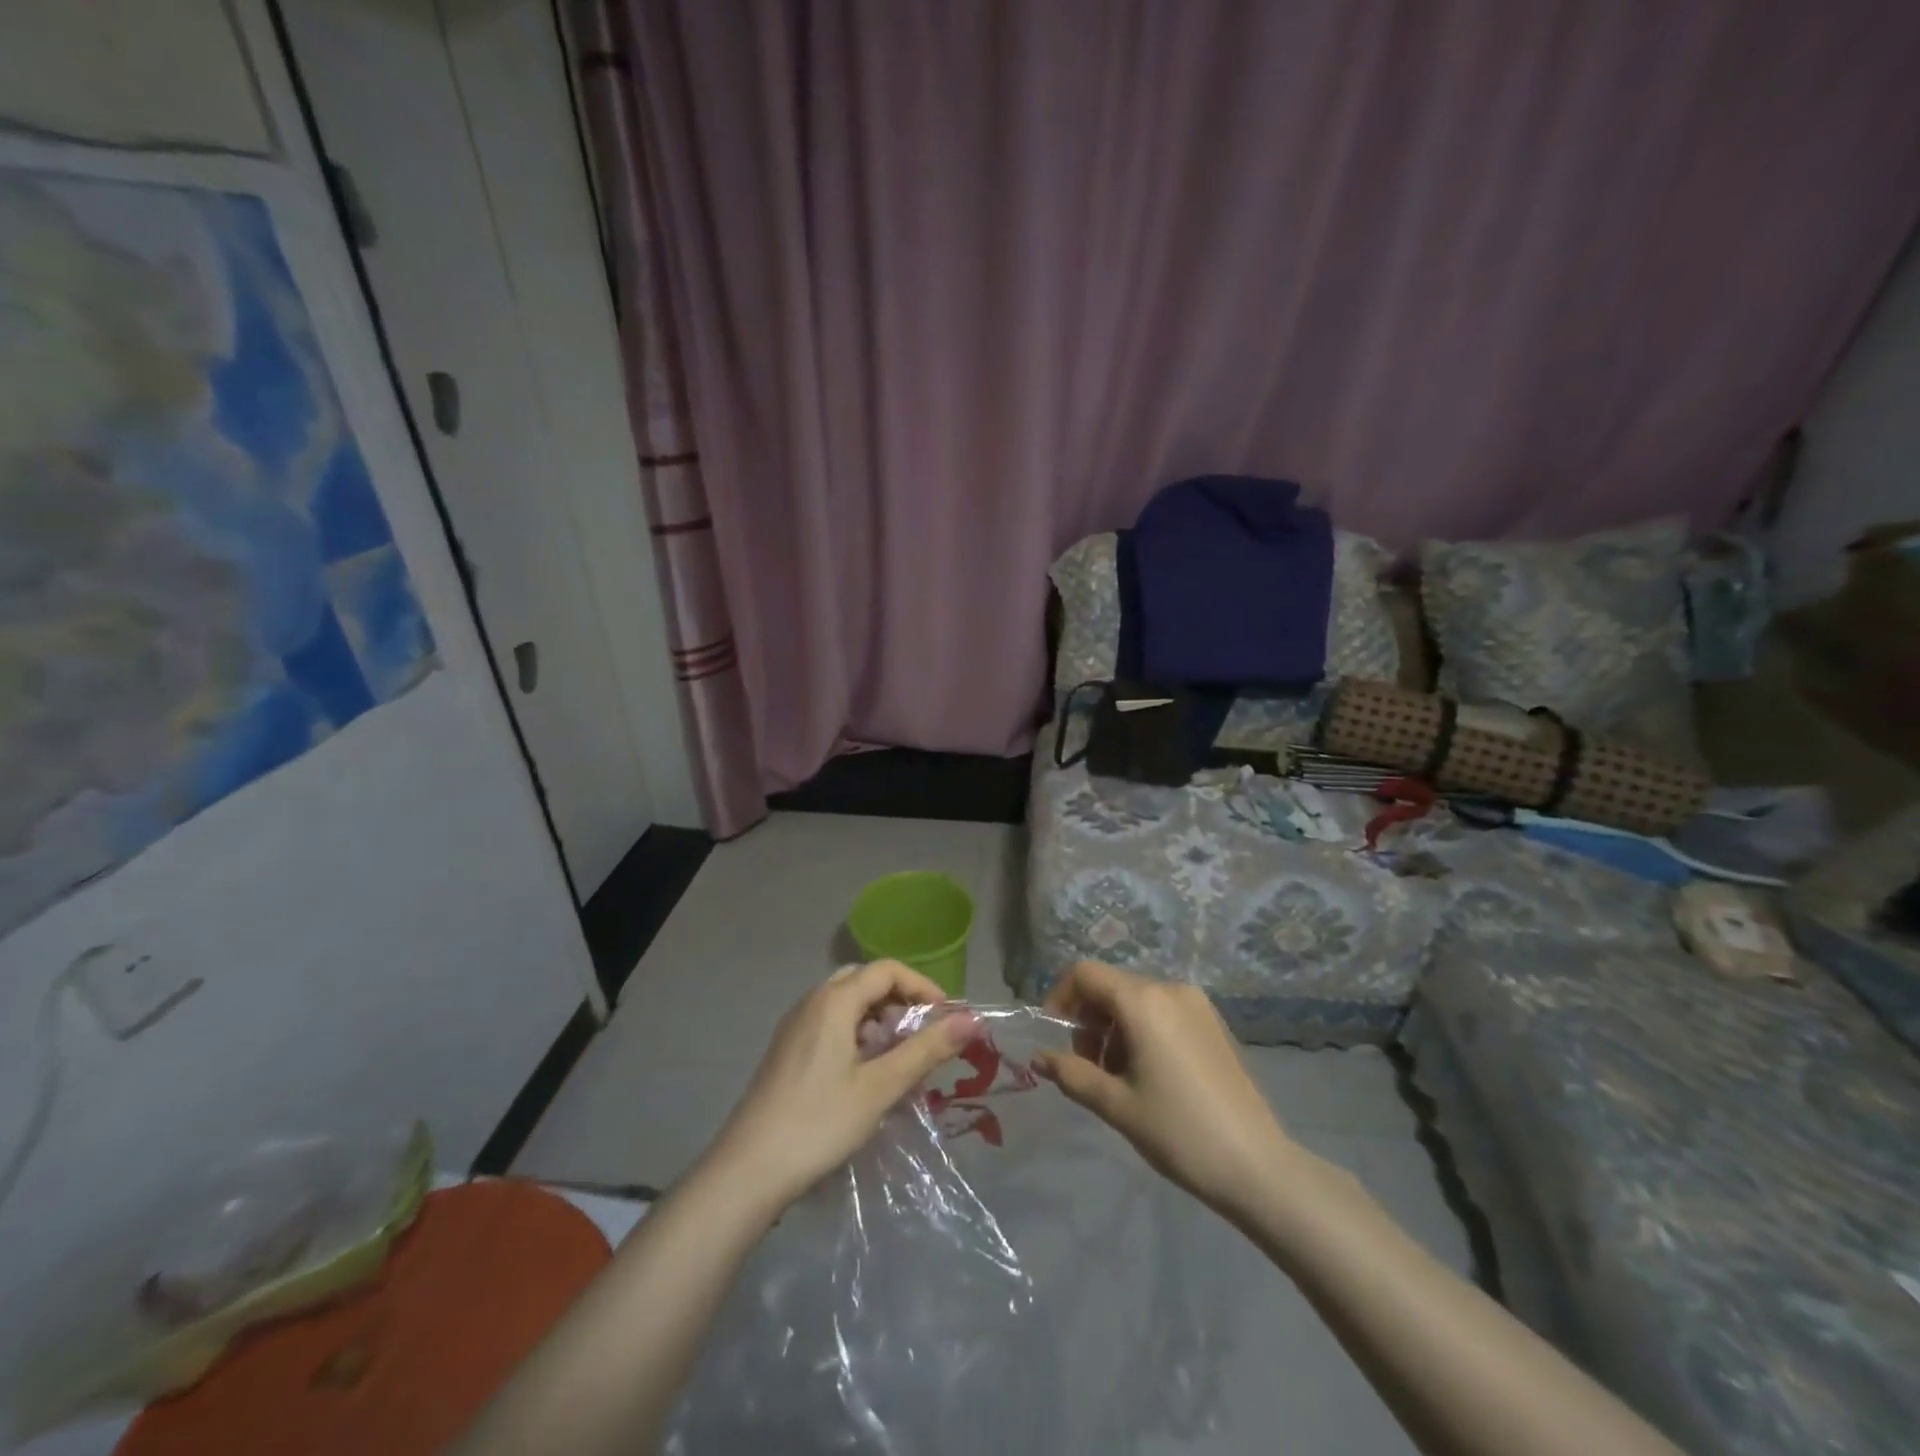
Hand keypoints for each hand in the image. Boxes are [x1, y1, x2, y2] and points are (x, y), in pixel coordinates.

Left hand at [706, 960, 977, 1211]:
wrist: (748, 1170)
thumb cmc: (820, 1122)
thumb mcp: (881, 1087)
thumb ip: (927, 1049)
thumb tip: (972, 1020)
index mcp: (834, 1001)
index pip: (887, 970)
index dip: (921, 986)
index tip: (945, 1017)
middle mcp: (811, 1002)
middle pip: (864, 981)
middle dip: (899, 1000)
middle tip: (921, 1034)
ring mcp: (794, 1026)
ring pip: (845, 1003)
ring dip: (877, 1018)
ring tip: (897, 1057)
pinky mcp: (786, 1051)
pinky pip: (829, 1023)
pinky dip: (855, 1033)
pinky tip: (864, 1073)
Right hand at [1038, 960, 1293, 1216]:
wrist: (1257, 1166)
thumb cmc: (1179, 1132)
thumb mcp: (1116, 1105)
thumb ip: (1072, 1074)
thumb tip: (1040, 1058)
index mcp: (1143, 1002)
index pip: (1085, 974)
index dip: (1061, 998)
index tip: (1056, 1037)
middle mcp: (1170, 989)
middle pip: (1111, 986)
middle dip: (1089, 1020)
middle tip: (1088, 1068)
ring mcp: (1196, 1004)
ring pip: (1136, 1000)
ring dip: (1114, 1028)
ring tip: (1119, 1078)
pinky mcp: (1213, 1022)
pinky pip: (1162, 1011)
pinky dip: (1142, 1030)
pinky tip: (1149, 1075)